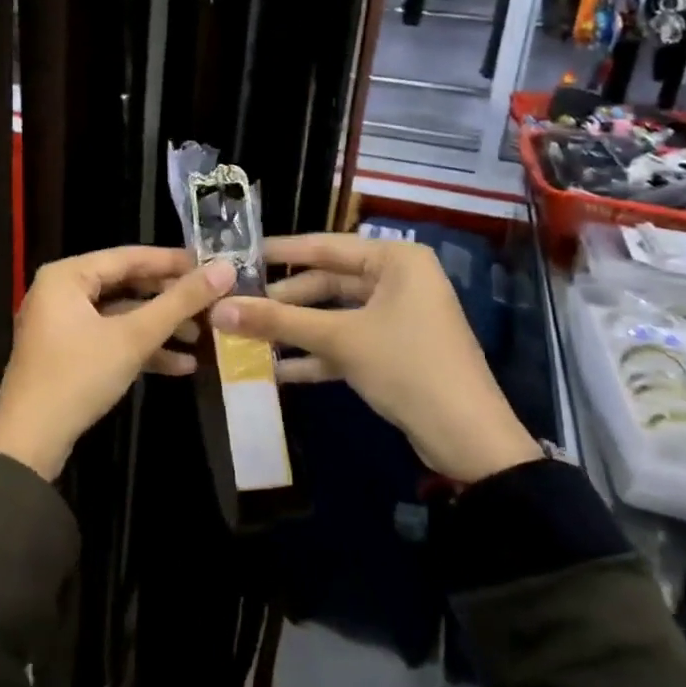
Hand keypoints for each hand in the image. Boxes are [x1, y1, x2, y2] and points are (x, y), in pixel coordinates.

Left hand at [0, 246, 236, 479]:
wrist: (28, 443)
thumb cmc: (78, 376)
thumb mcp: (133, 337)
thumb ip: (179, 302)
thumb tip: (225, 269)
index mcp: (67, 275)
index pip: (129, 256)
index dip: (173, 261)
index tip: (213, 266)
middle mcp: (61, 291)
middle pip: (126, 285)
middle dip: (169, 300)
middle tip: (212, 303)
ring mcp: (62, 324)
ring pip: (120, 315)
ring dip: (160, 328)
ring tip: (203, 338)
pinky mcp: (67, 353)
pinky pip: (109, 339)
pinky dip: (140, 349)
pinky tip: (180, 366)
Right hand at [209, 233, 539, 483]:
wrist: (469, 440)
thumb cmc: (407, 366)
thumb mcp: (339, 339)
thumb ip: (278, 321)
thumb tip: (217, 309)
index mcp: (395, 261)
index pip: (325, 246)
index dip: (280, 252)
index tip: (238, 254)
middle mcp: (399, 280)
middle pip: (328, 282)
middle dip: (285, 300)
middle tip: (238, 304)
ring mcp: (398, 317)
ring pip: (335, 314)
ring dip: (296, 329)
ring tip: (248, 336)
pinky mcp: (395, 351)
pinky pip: (347, 341)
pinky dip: (317, 353)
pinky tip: (278, 369)